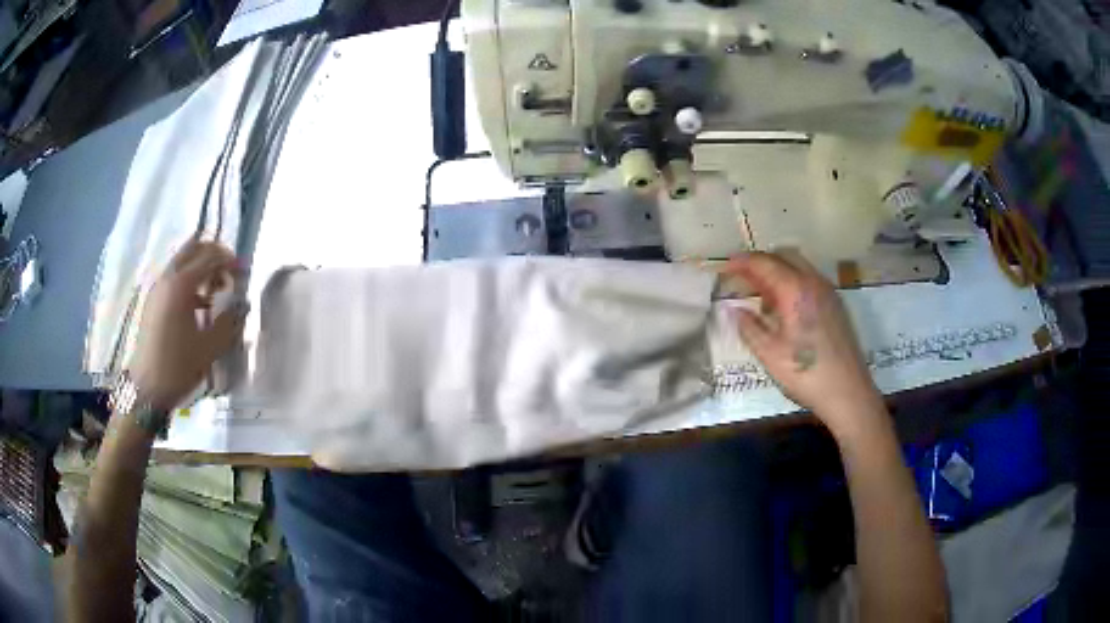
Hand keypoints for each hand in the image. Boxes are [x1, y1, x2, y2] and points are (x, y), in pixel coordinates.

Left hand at [129, 239, 245, 410]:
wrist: (146, 389)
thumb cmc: (178, 367)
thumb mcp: (209, 348)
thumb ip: (229, 321)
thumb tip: (241, 305)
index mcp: (181, 285)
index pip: (210, 258)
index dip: (231, 261)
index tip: (245, 273)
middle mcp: (168, 278)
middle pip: (193, 248)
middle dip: (215, 254)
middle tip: (230, 272)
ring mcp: (158, 288)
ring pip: (183, 261)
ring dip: (202, 266)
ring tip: (217, 290)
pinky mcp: (154, 301)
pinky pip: (175, 277)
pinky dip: (190, 280)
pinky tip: (201, 304)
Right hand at [727, 251, 880, 435]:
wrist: (848, 393)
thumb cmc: (806, 374)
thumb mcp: (770, 354)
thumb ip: (749, 327)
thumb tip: (733, 310)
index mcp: (796, 290)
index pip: (764, 263)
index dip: (742, 262)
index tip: (725, 266)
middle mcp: (814, 282)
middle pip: (784, 256)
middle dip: (761, 262)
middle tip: (741, 278)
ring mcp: (828, 292)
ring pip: (799, 266)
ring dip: (777, 271)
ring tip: (761, 295)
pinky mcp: (835, 304)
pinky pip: (809, 280)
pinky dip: (792, 281)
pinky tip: (785, 308)